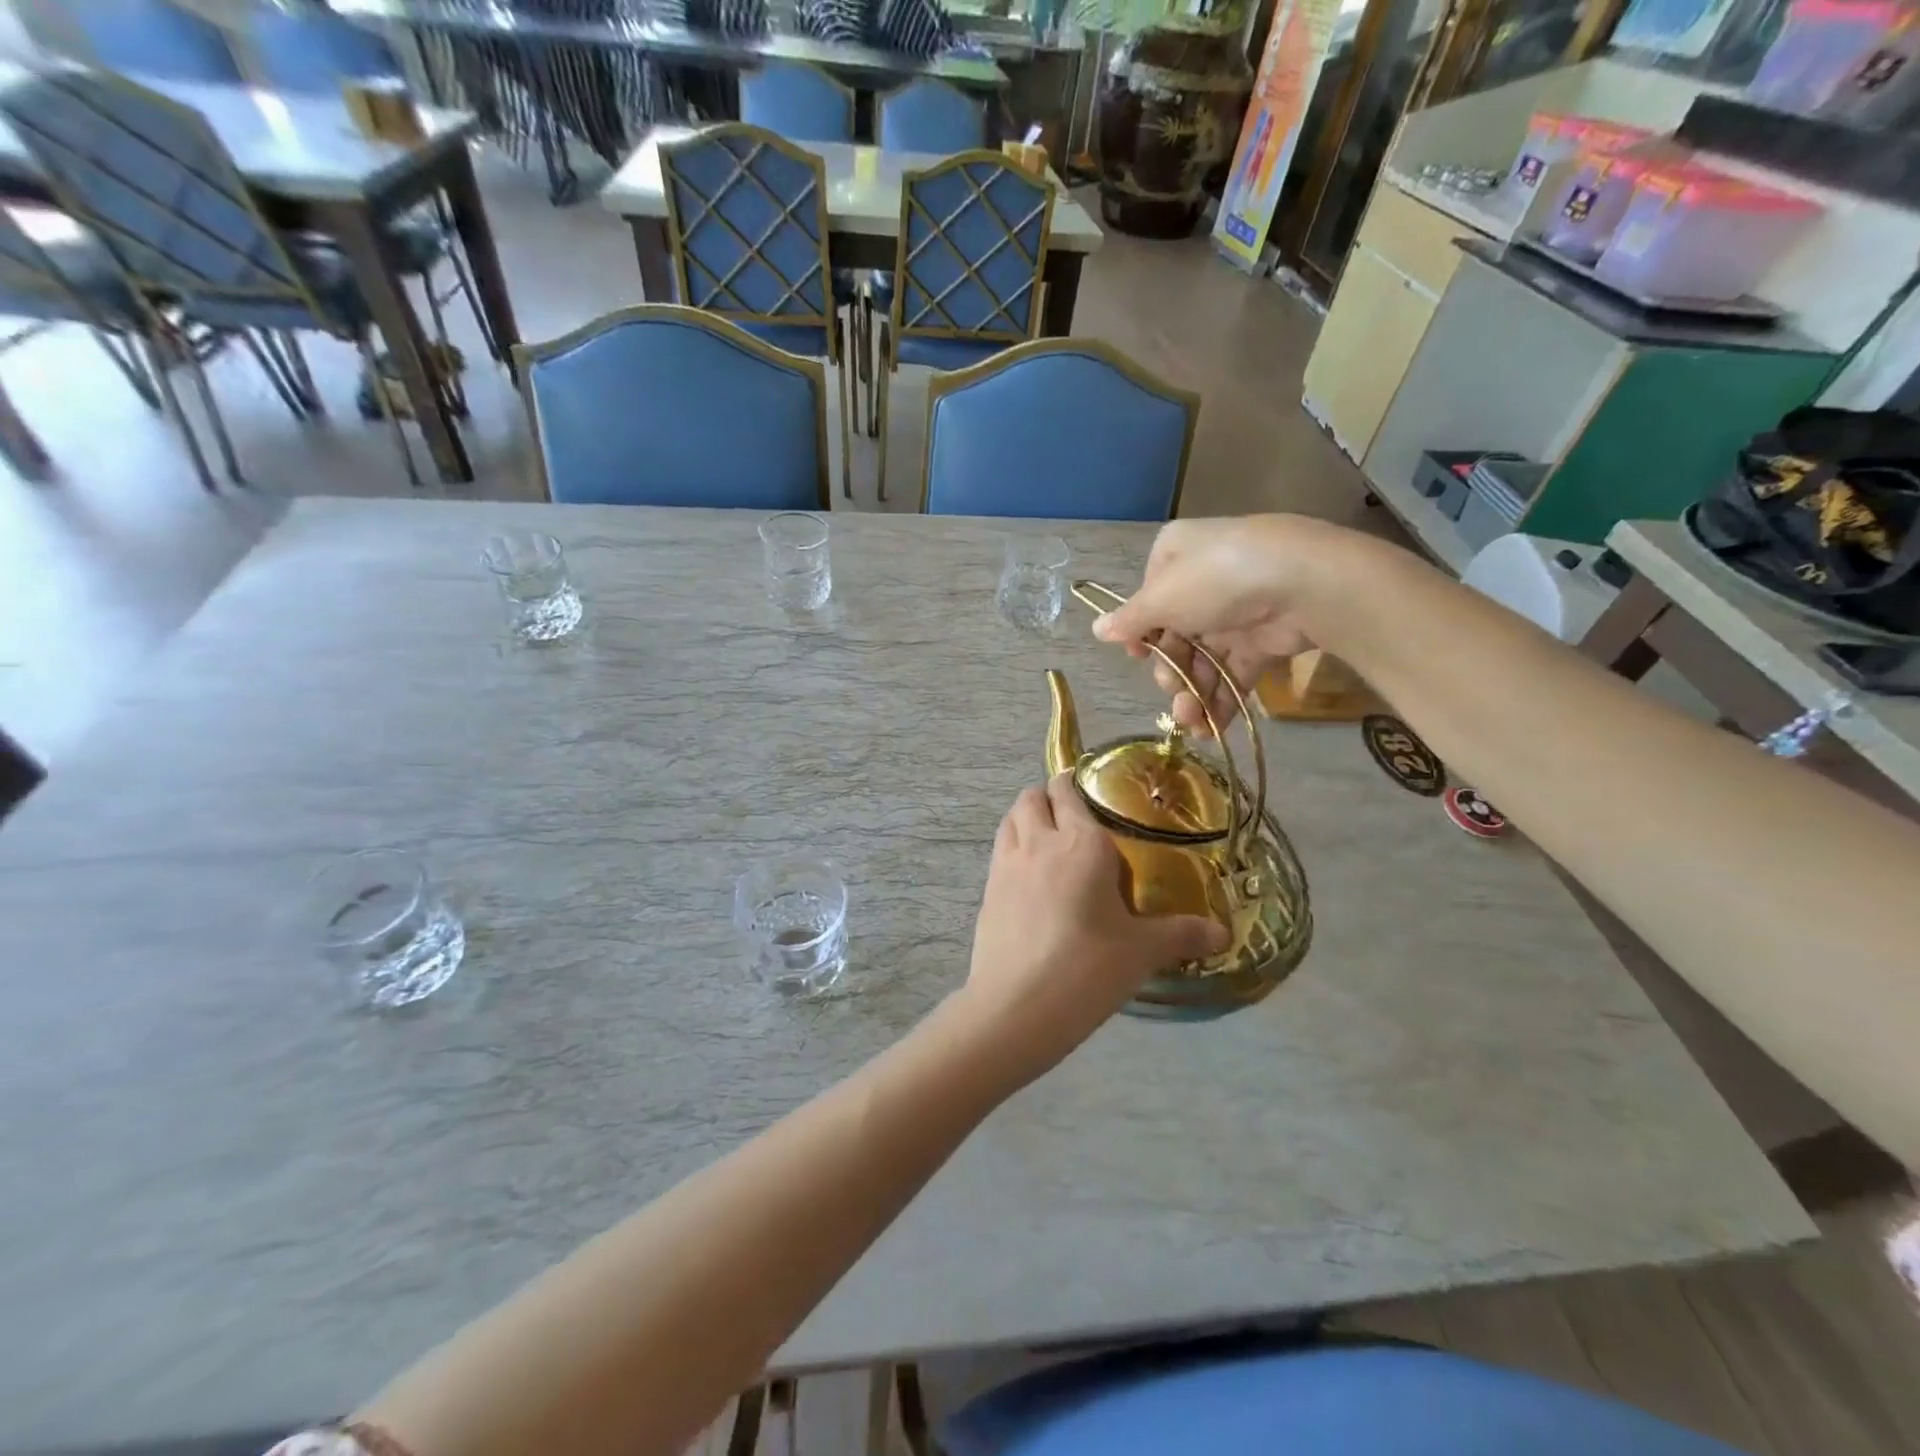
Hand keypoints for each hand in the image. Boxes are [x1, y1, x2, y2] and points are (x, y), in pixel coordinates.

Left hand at [956, 775, 1228, 1082]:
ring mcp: (1006, 864)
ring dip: (1025, 818)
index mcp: (1080, 842)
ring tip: (1046, 840)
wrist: (1018, 1006)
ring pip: (1010, 819)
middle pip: (1032, 797)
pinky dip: (1011, 847)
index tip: (1089, 791)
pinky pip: (999, 850)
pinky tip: (1028, 878)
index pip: (1069, 791)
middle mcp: (1039, 841)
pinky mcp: (986, 890)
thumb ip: (1182, 935)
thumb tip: (1223, 934)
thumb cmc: (1088, 968)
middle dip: (1048, 797)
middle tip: (1071, 818)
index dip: (1075, 784)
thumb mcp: (1142, 951)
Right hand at [1091, 515, 1335, 735]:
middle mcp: (1204, 580)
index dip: (1141, 633)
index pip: (1149, 598)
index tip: (1137, 657)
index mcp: (1176, 557)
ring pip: (1203, 658)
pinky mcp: (1264, 638)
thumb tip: (1097, 629)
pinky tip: (1210, 728)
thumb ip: (1130, 620)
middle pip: (1175, 635)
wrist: (1305, 584)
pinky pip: (1234, 672)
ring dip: (1192, 693)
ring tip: (1190, 723)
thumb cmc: (1218, 580)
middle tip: (1170, 689)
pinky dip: (1221, 699)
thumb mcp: (1161, 598)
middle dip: (1170, 671)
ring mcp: (1237, 610)